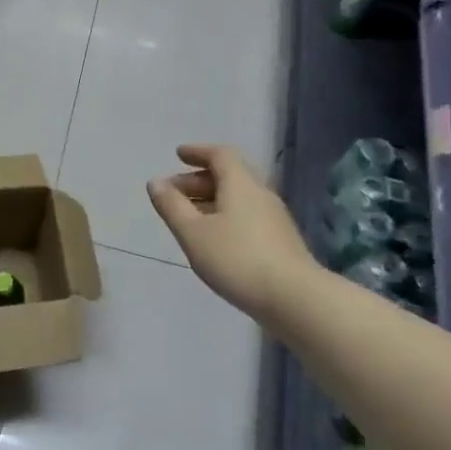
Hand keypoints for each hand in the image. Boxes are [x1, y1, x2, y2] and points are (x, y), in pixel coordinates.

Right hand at [147, 144, 314, 317]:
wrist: (295, 298)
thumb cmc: (236, 259)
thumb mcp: (193, 233)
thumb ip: (172, 206)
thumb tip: (155, 182)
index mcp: (241, 184)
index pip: (220, 155)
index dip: (198, 152)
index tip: (178, 155)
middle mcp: (261, 194)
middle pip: (230, 175)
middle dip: (198, 179)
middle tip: (173, 193)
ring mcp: (274, 218)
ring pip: (238, 197)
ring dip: (211, 199)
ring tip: (188, 217)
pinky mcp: (279, 240)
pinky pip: (246, 215)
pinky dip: (225, 215)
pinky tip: (213, 238)